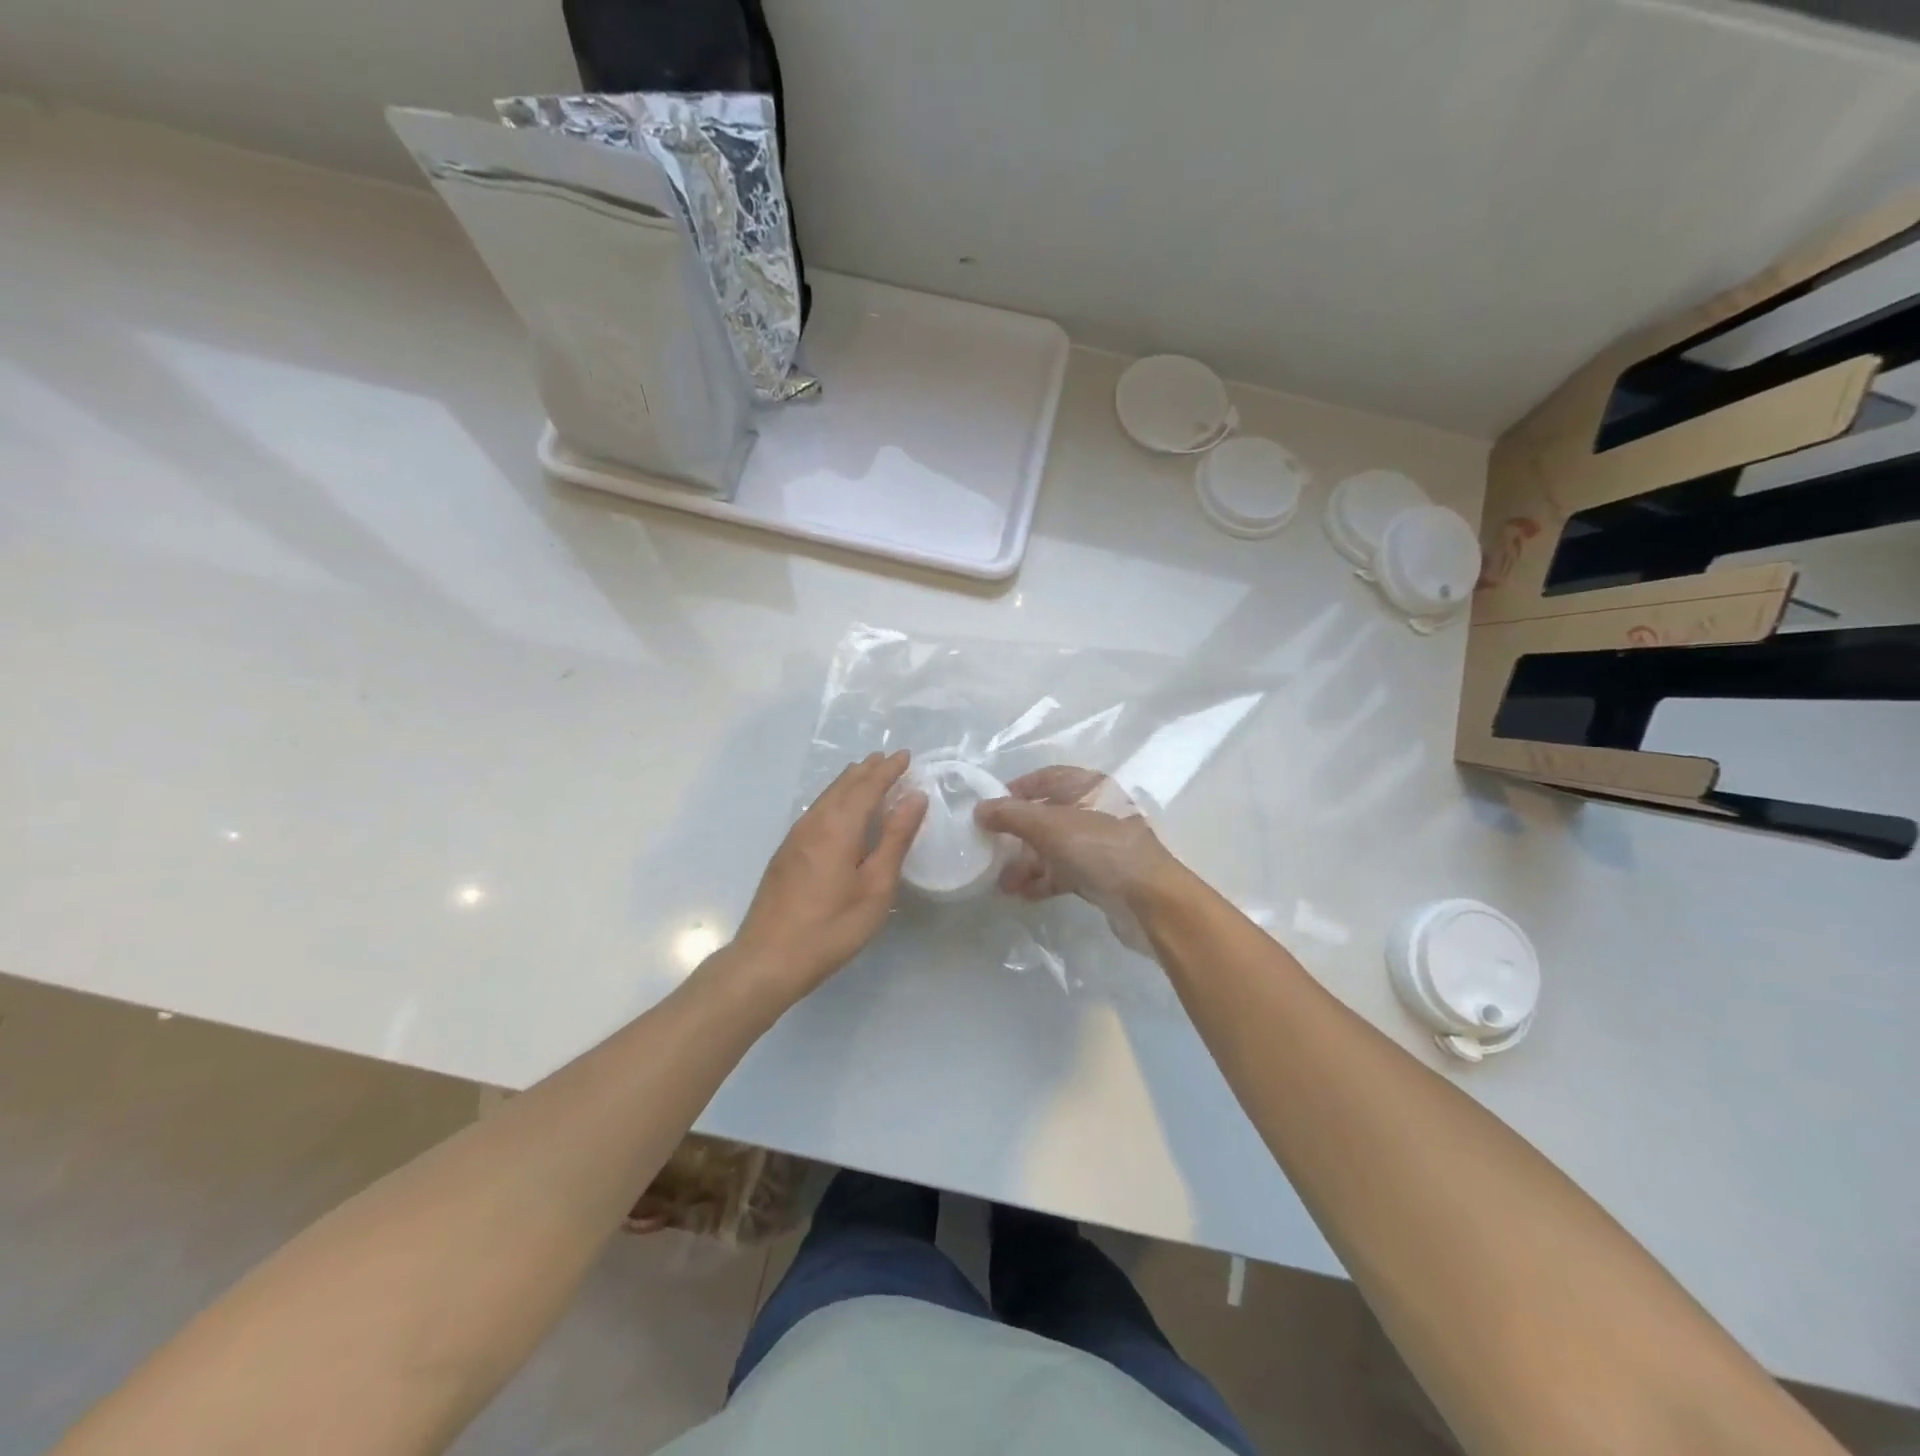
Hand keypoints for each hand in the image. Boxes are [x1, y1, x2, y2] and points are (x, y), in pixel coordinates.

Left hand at [733, 751, 927, 998]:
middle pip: (843, 785)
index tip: (906, 756)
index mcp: (838, 826)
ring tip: (867, 774)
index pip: (867, 786)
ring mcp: (795, 837)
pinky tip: (839, 809)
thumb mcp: (875, 887)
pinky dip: (835, 798)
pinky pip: (816, 810)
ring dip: (849, 782)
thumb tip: (914, 797)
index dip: (888, 770)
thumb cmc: (831, 927)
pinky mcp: (786, 852)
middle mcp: (814, 822)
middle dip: (868, 770)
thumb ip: (895, 839)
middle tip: (889, 759)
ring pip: (826, 796)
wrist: (768, 959)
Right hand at [973, 766, 1182, 953]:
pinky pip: (1064, 872)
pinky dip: (1043, 880)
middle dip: (1017, 834)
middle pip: (1047, 815)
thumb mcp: (1049, 826)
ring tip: (1001, 883)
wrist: (1149, 901)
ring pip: (1054, 847)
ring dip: (1026, 863)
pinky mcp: (1102, 876)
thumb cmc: (1100, 849)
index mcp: (1089, 787)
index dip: (1017, 789)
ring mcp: (1100, 845)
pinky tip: (1022, 895)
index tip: (989, 807)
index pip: (1047, 778)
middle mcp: (1095, 811)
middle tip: (990, 850)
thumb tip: (979, 809)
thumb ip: (1011, 815)